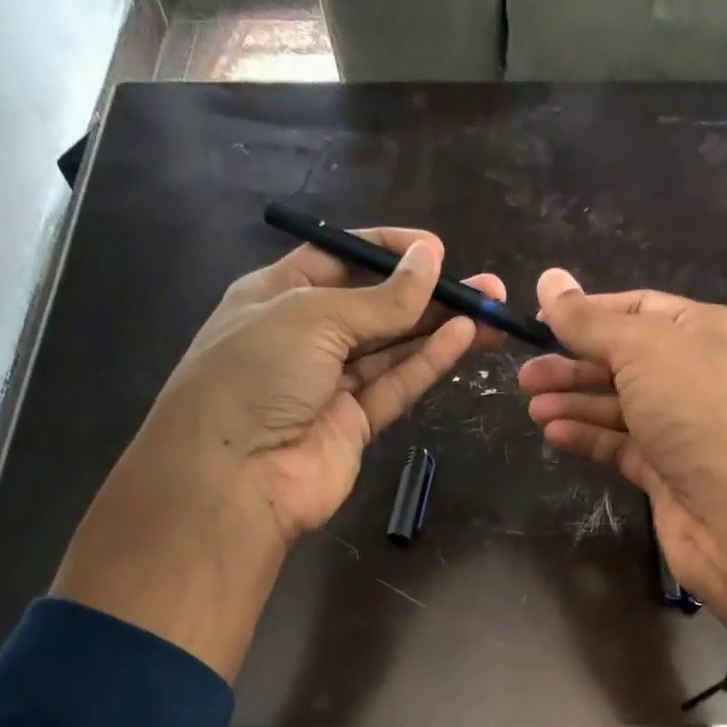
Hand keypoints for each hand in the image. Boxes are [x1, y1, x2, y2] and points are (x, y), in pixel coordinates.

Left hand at [147, 229, 505, 542]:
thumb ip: (379, 299)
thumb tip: (430, 258)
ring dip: (439, 328)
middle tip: (484, 285)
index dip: (388, 251)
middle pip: (375, 307)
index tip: (436, 250)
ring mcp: (331, 385)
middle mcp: (305, 337)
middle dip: (427, 294)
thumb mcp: (313, 317)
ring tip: (491, 310)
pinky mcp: (355, 425)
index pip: (339, 260)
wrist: (235, 476)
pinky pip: (396, 385)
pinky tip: (463, 337)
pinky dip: (428, 363)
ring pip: (393, 348)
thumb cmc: (257, 374)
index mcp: (278, 295)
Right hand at [520, 270, 726, 624]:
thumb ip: (590, 321)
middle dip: (573, 365)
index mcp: (706, 331)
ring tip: (532, 406)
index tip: (539, 323)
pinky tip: (554, 434)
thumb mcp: (642, 349)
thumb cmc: (698, 413)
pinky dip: (588, 437)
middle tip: (526, 376)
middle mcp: (697, 375)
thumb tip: (548, 280)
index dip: (588, 313)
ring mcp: (682, 427)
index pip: (638, 308)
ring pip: (618, 406)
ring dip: (574, 403)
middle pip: (623, 360)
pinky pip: (620, 445)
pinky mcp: (666, 471)